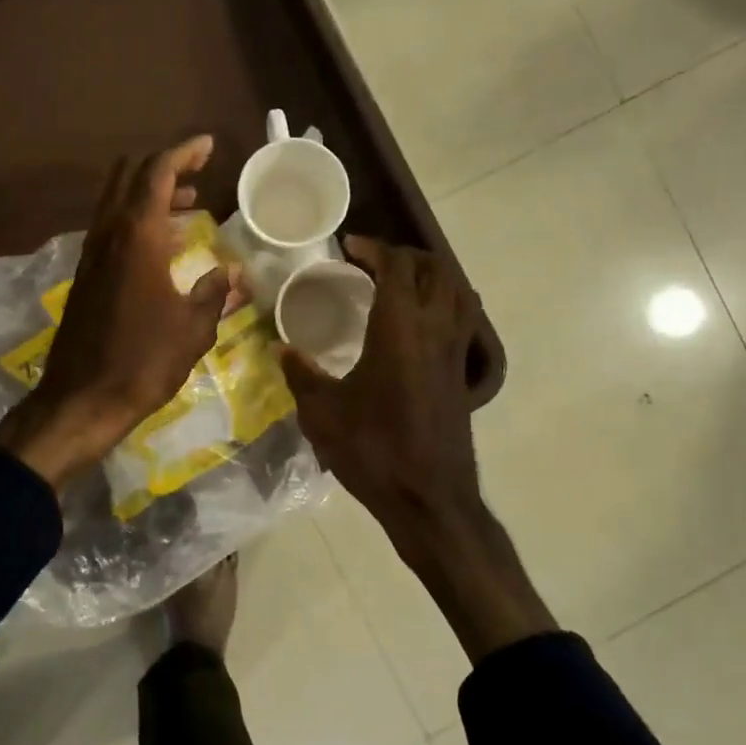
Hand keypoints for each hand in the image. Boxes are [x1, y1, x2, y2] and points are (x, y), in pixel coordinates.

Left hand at [0, 136, 230, 488]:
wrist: (82, 399)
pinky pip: (111, 229)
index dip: (183, 152)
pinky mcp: (85, 276)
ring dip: (149, 195)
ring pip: (117, 202)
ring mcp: (91, 255)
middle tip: (197, 173)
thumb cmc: (144, 362)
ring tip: (188, 205)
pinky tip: (161, 245)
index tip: (208, 145)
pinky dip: (137, 221)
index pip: (157, 173)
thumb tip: (234, 273)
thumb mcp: (193, 329)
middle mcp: (108, 235)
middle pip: (129, 177)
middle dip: (163, 167)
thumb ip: (216, 293)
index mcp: (137, 237)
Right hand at [283, 238, 554, 658]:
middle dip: (405, 255)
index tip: (350, 246)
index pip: (395, 266)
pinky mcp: (463, 374)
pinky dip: (447, 301)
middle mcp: (434, 329)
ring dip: (432, 274)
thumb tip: (281, 348)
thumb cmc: (373, 451)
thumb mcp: (323, 414)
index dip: (373, 248)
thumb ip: (301, 375)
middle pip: (434, 269)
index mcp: (399, 328)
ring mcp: (455, 351)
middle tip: (373, 260)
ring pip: (457, 290)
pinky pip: (464, 318)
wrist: (429, 498)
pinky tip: (425, 320)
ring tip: (402, 280)